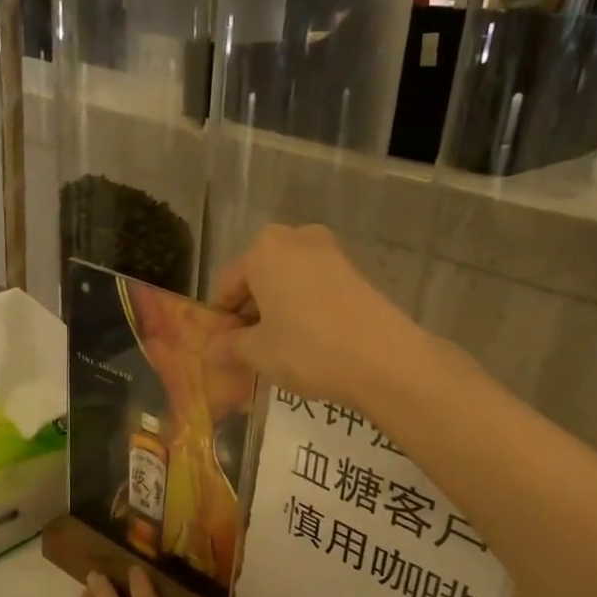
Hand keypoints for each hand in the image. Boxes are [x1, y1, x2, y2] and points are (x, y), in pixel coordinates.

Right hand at [209, 224, 417, 407]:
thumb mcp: (258, 352)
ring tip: (278, 350)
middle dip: (251, 313)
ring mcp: (330, 252)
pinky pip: (314, 289)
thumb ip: (230, 347)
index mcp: (263, 248)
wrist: (384, 358)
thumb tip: (213, 350)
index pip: (227, 285)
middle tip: (249, 350)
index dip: (222, 320)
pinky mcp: (355, 272)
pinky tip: (308, 343)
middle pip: (259, 278)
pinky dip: (304, 310)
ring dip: (278, 312)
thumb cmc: (307, 348)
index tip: (222, 351)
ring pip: (288, 282)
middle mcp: (296, 238)